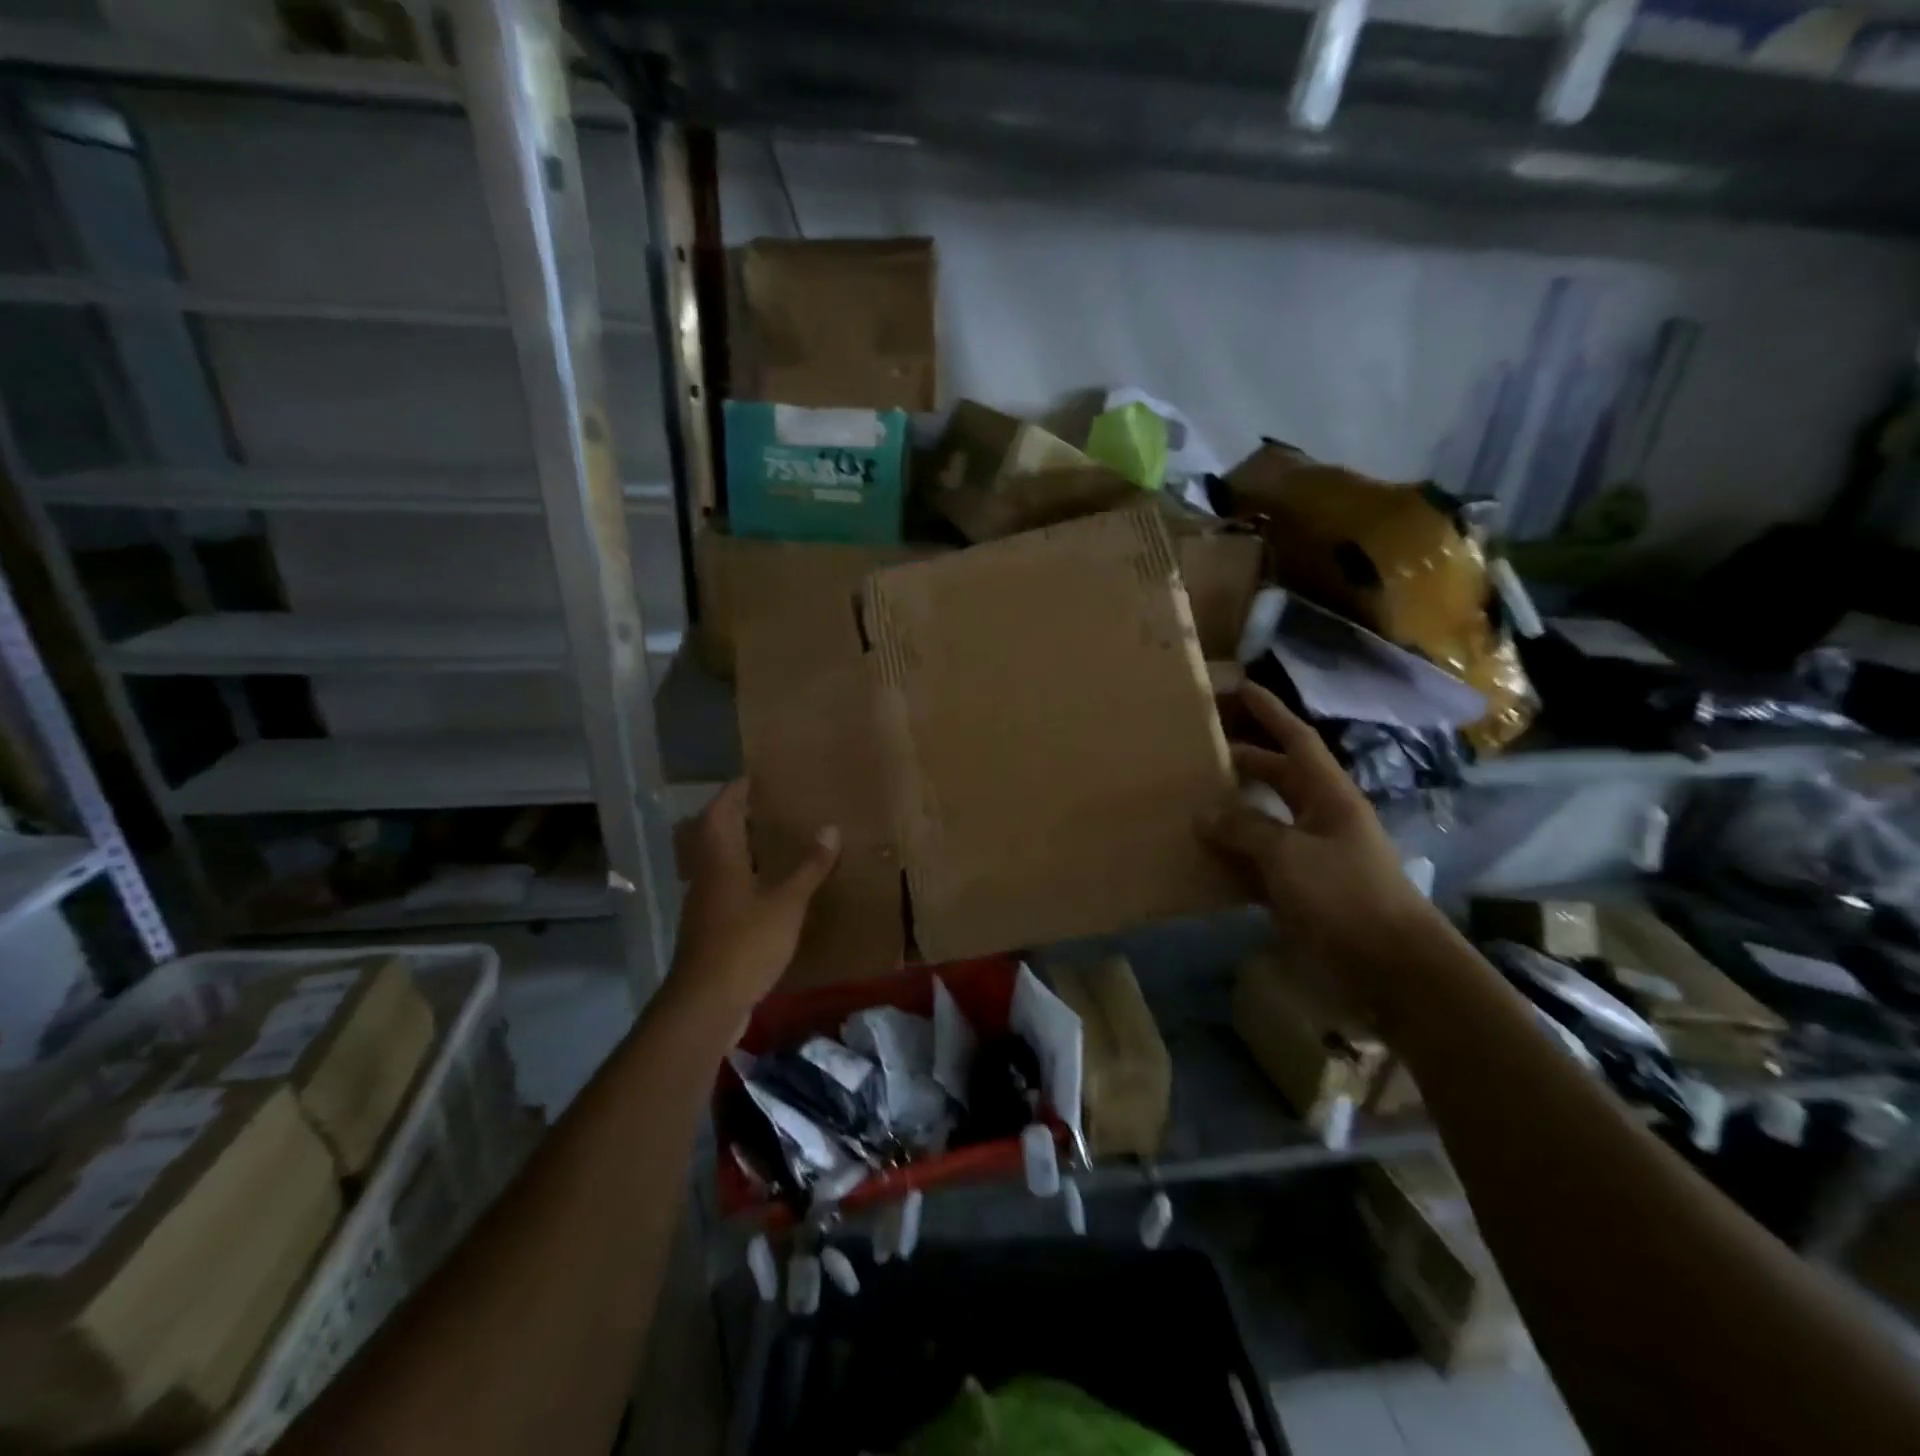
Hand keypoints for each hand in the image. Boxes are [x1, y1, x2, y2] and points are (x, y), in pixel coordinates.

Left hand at [665, 780, 838, 1026]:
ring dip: (739, 846)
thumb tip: (830, 828)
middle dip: (735, 816)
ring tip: (772, 840)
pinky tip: (767, 885)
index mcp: (720, 860)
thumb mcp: (787, 903)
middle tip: (767, 806)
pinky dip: (743, 876)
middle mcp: (706, 875)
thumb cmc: (746, 943)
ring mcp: (705, 903)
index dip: (734, 792)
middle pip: (712, 834)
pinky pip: (725, 887)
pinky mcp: (710, 927)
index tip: (755, 777)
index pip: (719, 812)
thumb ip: (809, 867)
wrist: (706, 1003)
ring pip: (717, 862)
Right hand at [1205, 683, 1438, 982]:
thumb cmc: (1345, 896)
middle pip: (1278, 778)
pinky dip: (1234, 859)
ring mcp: (1313, 857)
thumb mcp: (1290, 854)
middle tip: (1199, 752)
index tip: (1241, 687)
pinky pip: (1260, 864)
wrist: (1392, 968)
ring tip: (1190, 800)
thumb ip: (1244, 829)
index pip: (1297, 740)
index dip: (1270, 712)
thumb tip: (1204, 815)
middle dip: (1242, 761)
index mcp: (1329, 796)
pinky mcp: (1303, 892)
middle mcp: (1321, 818)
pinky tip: (1203, 859)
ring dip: (1233, 813)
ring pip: (1265, 822)